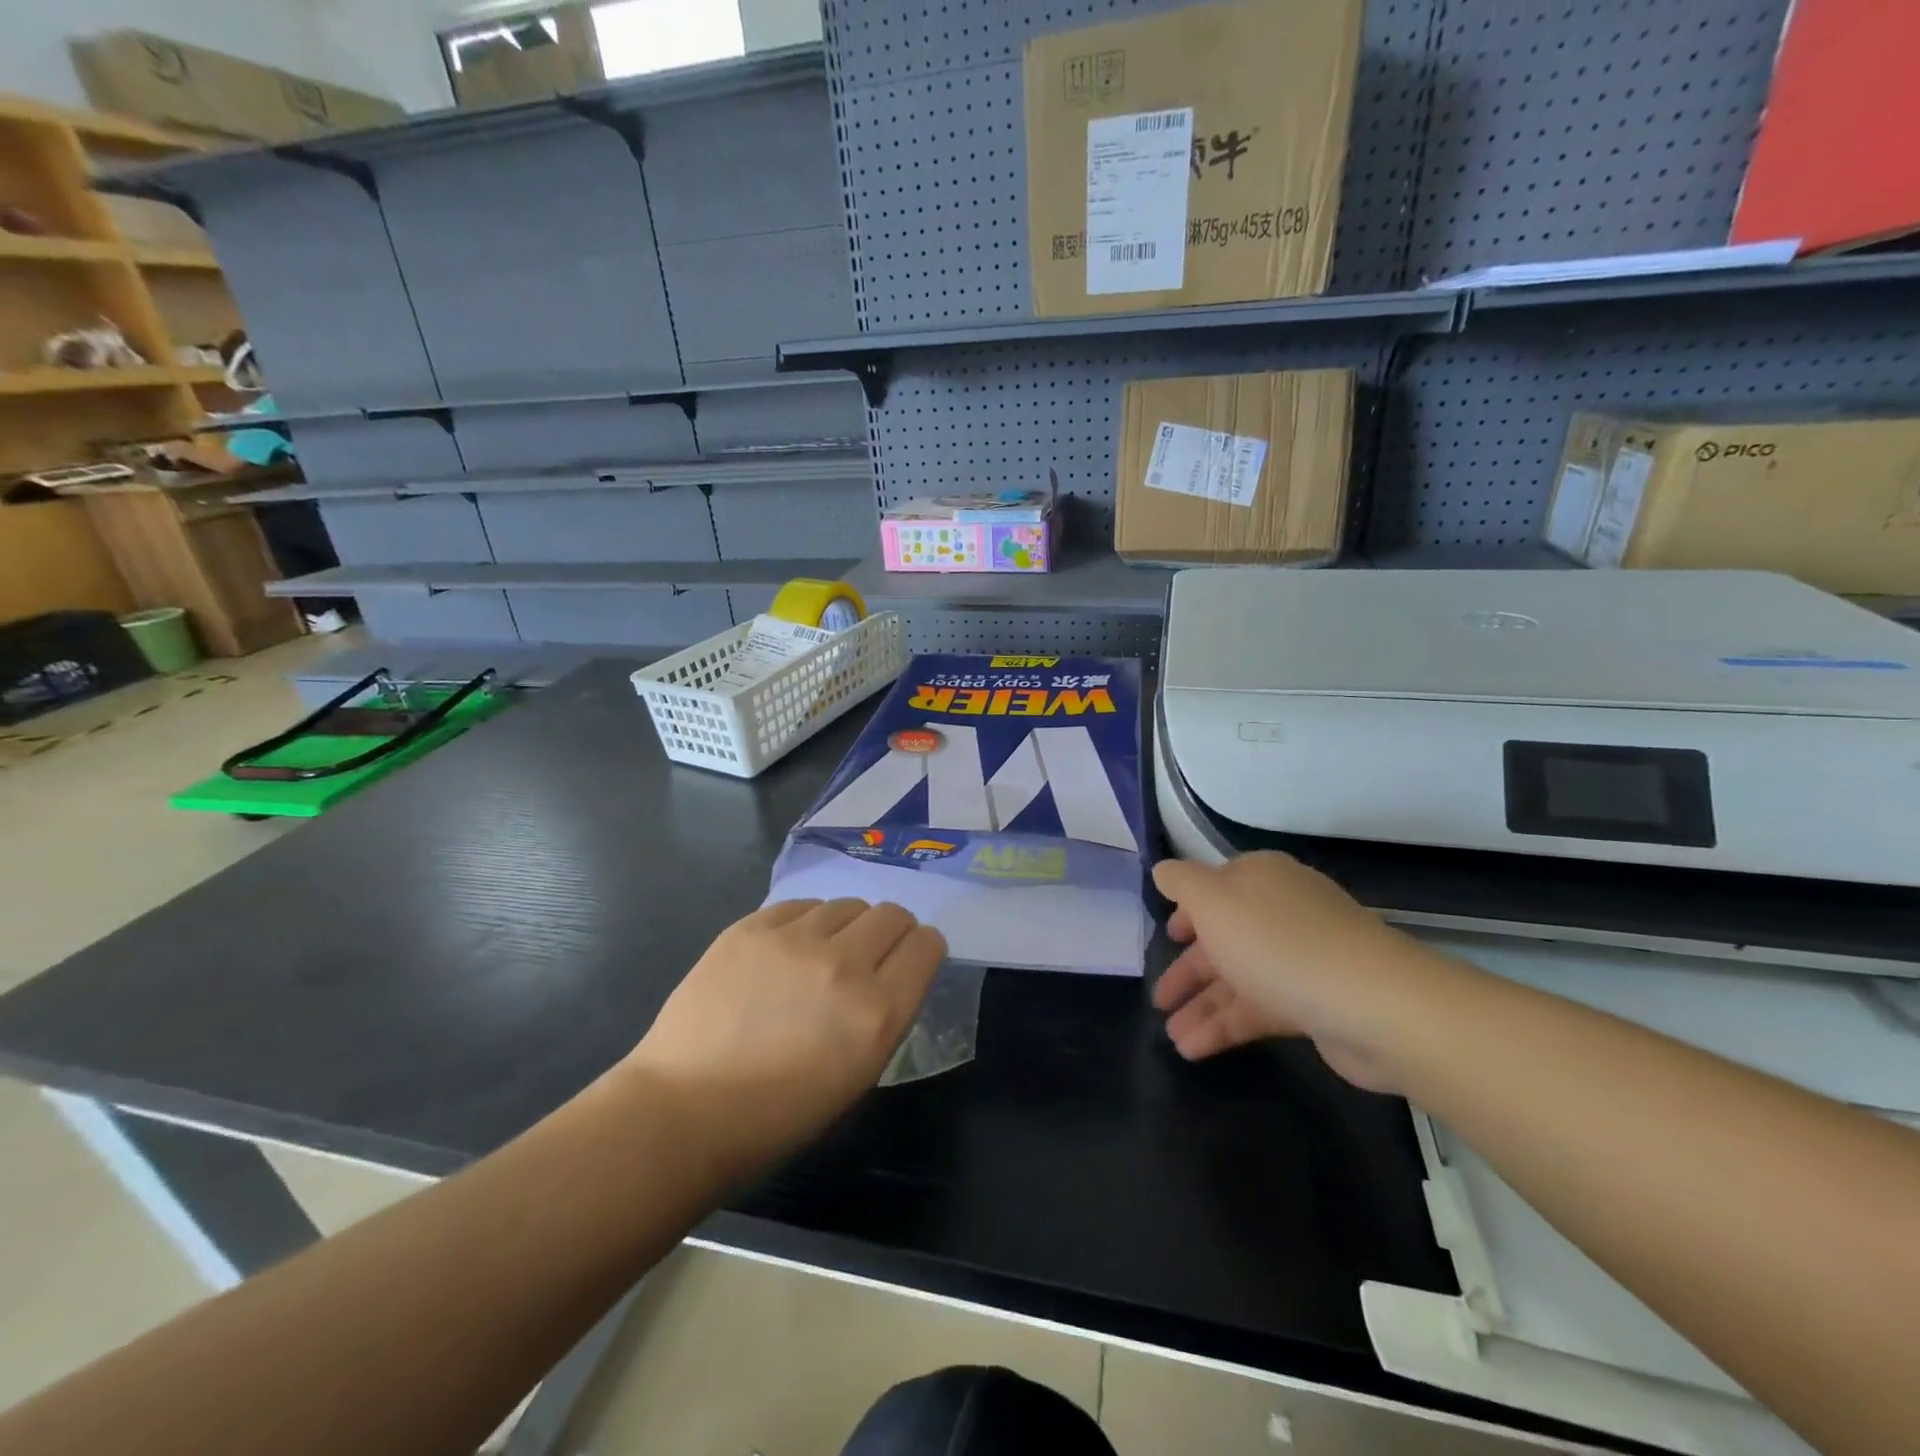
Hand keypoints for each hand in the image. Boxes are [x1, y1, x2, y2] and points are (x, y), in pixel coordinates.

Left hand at [624, 899, 944, 1179]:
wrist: (685, 1110)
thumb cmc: (778, 1114)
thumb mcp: (858, 1076)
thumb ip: (885, 1014)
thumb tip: (891, 972)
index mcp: (878, 1013)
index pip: (927, 946)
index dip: (923, 950)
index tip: (910, 961)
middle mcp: (844, 965)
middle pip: (892, 915)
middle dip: (892, 932)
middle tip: (869, 956)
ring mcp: (794, 940)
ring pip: (847, 904)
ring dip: (847, 927)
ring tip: (822, 955)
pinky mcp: (752, 927)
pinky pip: (801, 905)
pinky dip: (806, 923)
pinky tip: (788, 951)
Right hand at [1151, 853, 1435, 1092]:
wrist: (1373, 1006)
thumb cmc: (1279, 943)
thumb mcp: (1213, 901)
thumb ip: (1181, 882)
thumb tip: (1164, 871)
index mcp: (1261, 879)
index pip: (1216, 887)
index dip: (1188, 912)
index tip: (1167, 937)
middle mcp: (1281, 912)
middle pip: (1224, 938)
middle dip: (1188, 970)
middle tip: (1159, 1000)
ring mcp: (1301, 959)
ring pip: (1239, 979)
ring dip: (1202, 1007)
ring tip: (1172, 1039)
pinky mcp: (1315, 1003)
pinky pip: (1259, 1010)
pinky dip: (1226, 1027)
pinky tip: (1195, 1049)